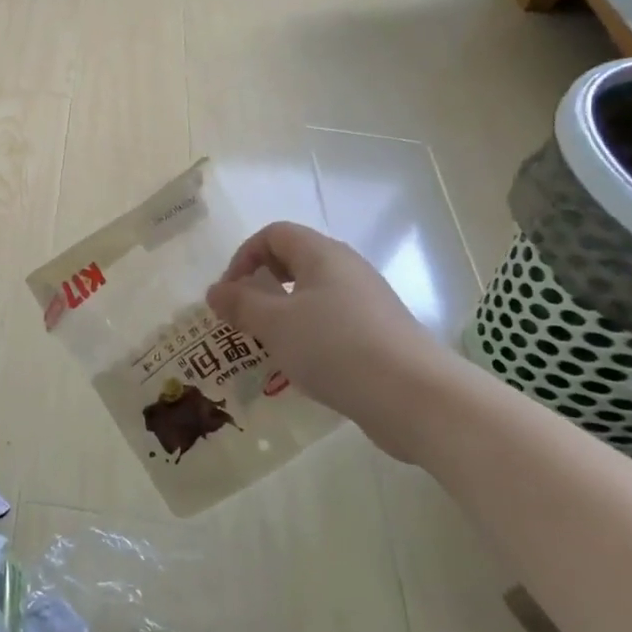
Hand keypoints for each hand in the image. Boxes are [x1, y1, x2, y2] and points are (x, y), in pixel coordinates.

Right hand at [207, 222, 458, 461]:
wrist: (416, 397)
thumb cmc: (335, 347)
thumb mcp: (275, 323)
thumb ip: (240, 303)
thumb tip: (215, 290)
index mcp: (322, 254)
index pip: (274, 234)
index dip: (244, 256)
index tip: (230, 294)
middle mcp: (347, 270)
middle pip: (293, 261)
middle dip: (261, 286)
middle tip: (243, 320)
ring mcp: (367, 303)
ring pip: (312, 296)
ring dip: (283, 314)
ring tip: (269, 347)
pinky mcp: (379, 335)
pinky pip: (331, 323)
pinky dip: (308, 336)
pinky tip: (303, 367)